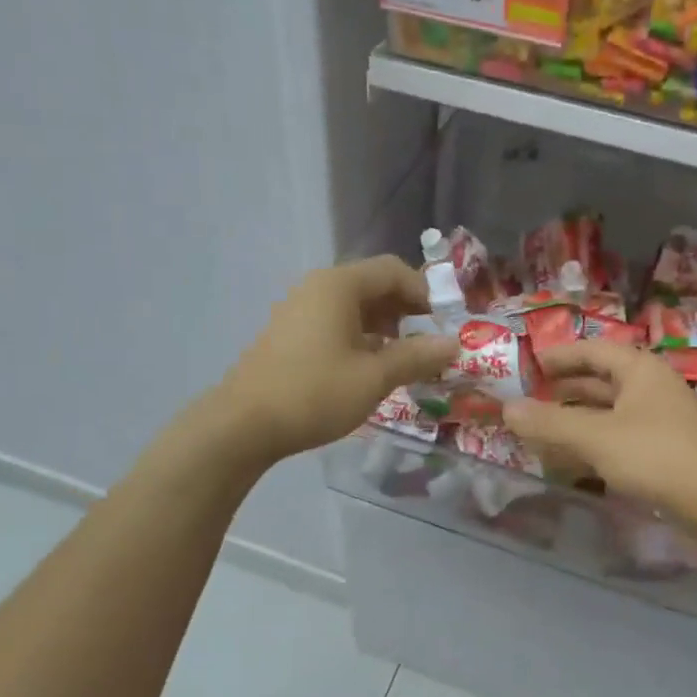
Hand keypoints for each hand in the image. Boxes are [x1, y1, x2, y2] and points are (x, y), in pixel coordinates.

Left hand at [220, 257, 457, 463]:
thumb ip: (417, 356)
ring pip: (354, 308)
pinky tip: (371, 368)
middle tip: (430, 343)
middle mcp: (317, 288)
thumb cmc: (315, 393)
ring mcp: (299, 311)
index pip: (393, 270)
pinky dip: (361, 338)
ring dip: (386, 327)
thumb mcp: (374, 377)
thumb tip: (454, 344)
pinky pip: (335, 324)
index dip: (425, 292)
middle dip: (407, 311)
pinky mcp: (290, 335)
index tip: (445, 324)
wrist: (243, 425)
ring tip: (406, 359)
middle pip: (373, 286)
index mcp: (339, 286)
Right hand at [504, 342, 696, 539]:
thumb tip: (506, 408)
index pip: (591, 351)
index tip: (527, 364)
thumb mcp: (597, 438)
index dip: (558, 356)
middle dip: (562, 389)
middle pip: (598, 380)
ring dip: (574, 419)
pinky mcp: (662, 450)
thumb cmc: (659, 457)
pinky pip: (617, 437)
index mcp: (638, 370)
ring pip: (606, 411)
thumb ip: (550, 423)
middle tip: (526, 399)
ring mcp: (657, 420)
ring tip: (539, 429)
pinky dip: (591, 442)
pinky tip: (570, 458)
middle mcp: (649, 388)